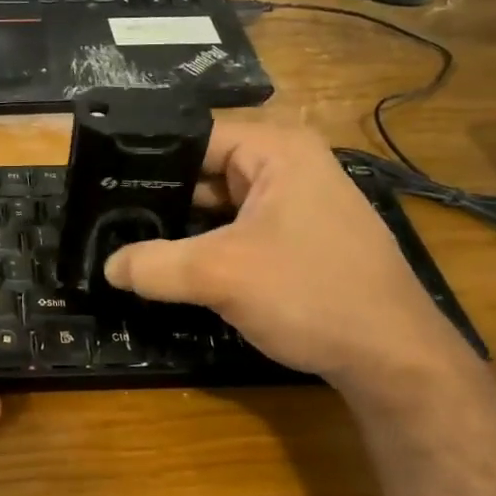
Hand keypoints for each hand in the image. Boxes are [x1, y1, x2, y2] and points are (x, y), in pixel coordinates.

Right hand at [101, 122, 472, 386]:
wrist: (394, 359)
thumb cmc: (311, 294)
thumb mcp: (220, 275)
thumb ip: (154, 265)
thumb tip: (107, 266)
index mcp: (276, 149)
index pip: (193, 137)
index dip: (145, 158)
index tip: (101, 182)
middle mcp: (288, 166)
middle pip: (205, 170)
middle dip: (160, 196)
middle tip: (105, 217)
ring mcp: (296, 204)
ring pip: (220, 205)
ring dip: (181, 226)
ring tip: (126, 240)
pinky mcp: (299, 240)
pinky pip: (239, 230)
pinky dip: (207, 246)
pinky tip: (171, 265)